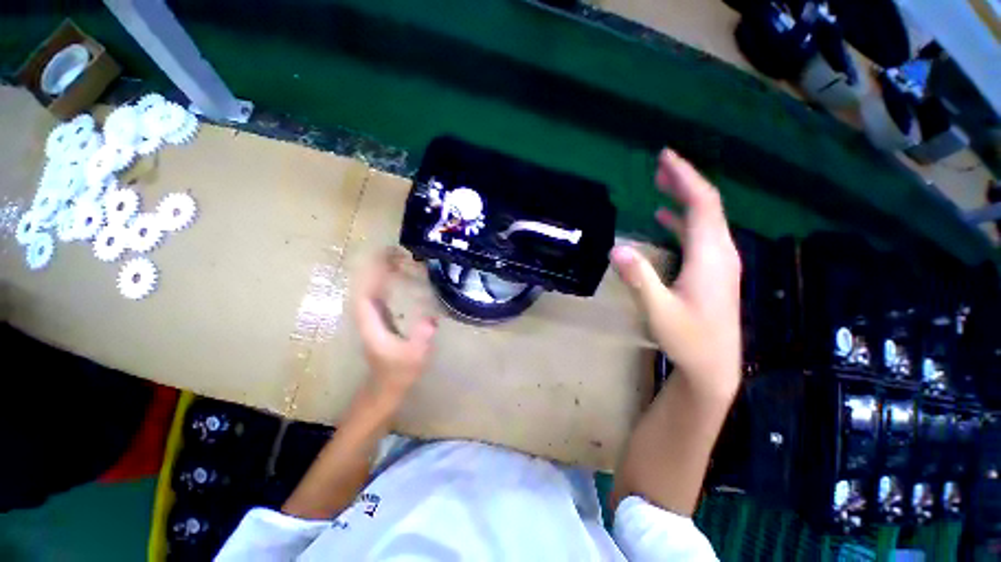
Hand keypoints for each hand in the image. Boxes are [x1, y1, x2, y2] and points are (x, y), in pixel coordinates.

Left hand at [354, 249, 437, 406]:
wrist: (387, 386)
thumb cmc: (399, 372)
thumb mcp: (414, 357)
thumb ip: (421, 340)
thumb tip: (431, 320)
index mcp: (371, 324)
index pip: (365, 293)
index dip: (372, 274)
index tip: (386, 257)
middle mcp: (368, 317)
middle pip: (365, 285)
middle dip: (376, 267)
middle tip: (396, 251)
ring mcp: (372, 317)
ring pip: (370, 288)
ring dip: (380, 272)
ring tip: (397, 257)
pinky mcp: (379, 319)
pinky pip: (378, 294)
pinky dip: (385, 281)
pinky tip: (398, 274)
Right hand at [612, 149, 741, 397]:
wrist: (714, 366)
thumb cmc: (689, 340)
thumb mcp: (659, 311)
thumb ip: (639, 279)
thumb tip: (616, 248)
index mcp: (711, 256)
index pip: (702, 204)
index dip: (685, 178)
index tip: (665, 157)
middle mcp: (721, 253)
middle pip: (707, 206)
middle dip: (684, 181)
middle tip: (660, 164)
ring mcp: (719, 262)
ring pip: (705, 218)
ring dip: (683, 198)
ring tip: (662, 182)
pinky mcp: (713, 271)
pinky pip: (700, 235)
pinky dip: (683, 220)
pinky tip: (665, 218)